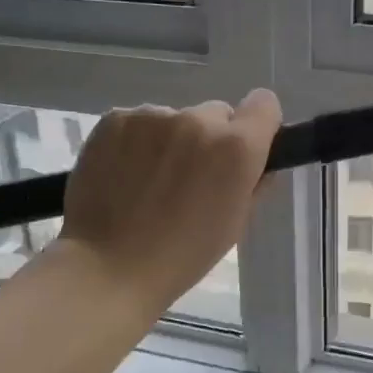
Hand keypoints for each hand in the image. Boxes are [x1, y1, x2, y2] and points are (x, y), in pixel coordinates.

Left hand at [58, 91, 281, 309]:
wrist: (107, 267)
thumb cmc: (181, 256)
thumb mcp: (234, 224)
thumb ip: (253, 183)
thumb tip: (256, 161)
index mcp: (236, 147)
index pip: (264, 104)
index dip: (257, 125)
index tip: (244, 148)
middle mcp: (197, 120)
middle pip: (215, 113)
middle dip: (209, 140)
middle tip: (189, 178)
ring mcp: (152, 116)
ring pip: (174, 119)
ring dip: (170, 141)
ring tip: (149, 183)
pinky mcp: (115, 119)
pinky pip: (138, 123)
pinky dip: (136, 142)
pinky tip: (123, 175)